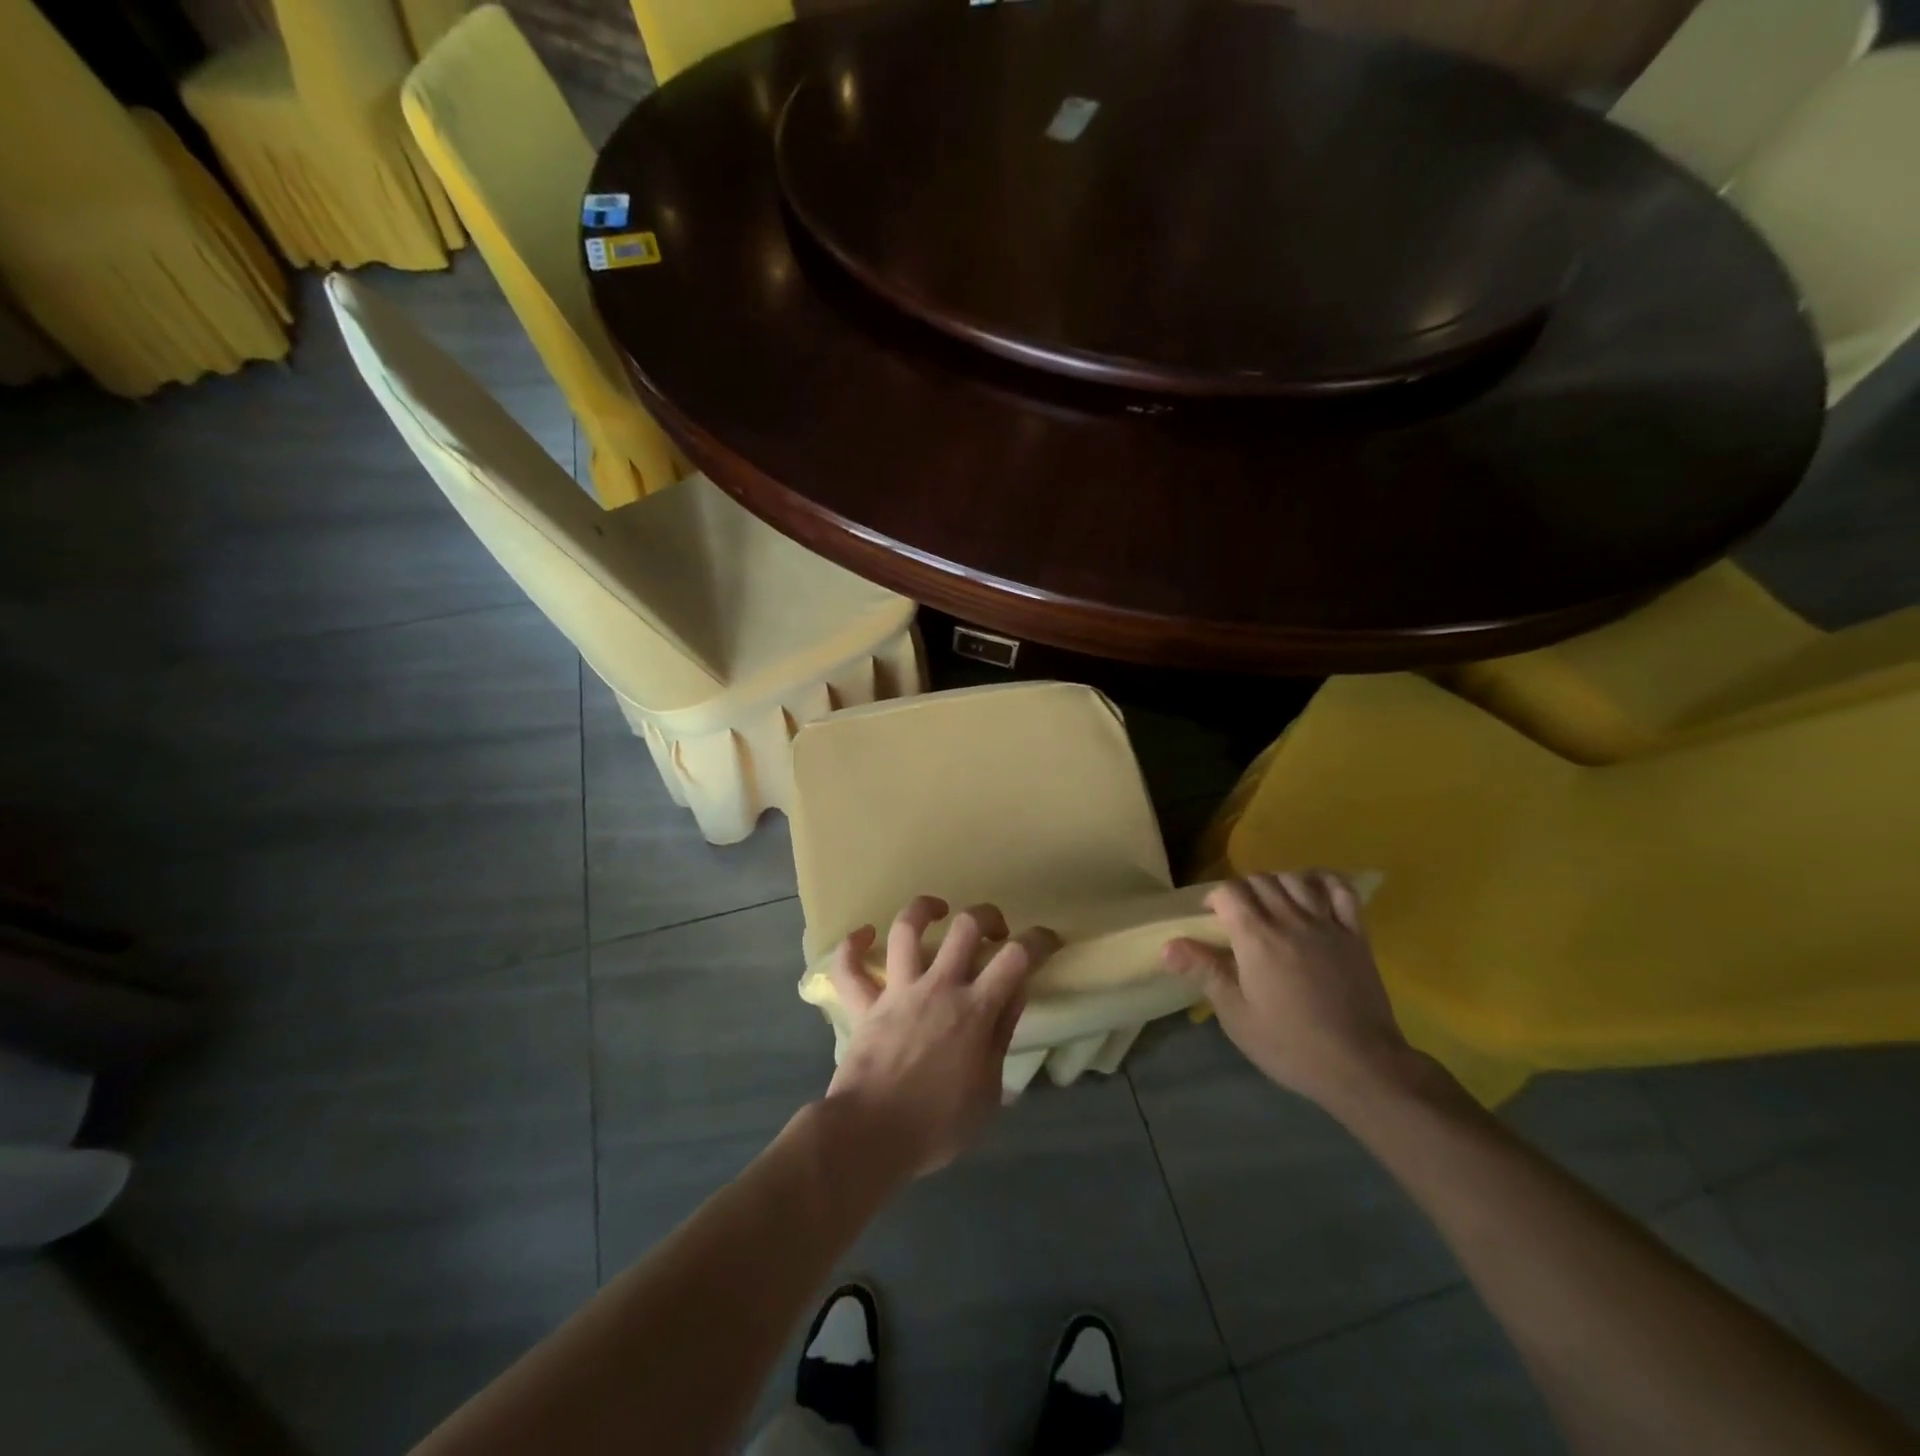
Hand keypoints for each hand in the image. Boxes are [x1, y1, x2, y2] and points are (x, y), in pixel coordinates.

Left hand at [825, 896, 1059, 1177]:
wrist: (871, 1136)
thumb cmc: (937, 1125)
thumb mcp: (988, 1092)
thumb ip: (1001, 1037)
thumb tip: (1014, 995)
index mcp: (975, 1010)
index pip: (1016, 958)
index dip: (1037, 940)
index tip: (1046, 940)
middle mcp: (938, 988)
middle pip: (965, 927)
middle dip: (985, 916)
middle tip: (993, 930)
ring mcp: (897, 992)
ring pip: (906, 930)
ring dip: (922, 910)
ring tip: (936, 909)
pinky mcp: (864, 1005)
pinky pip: (849, 969)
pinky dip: (851, 947)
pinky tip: (861, 935)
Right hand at [1163, 872, 1430, 1113]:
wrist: (1360, 1065)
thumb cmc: (1290, 1044)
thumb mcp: (1236, 1015)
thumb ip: (1204, 971)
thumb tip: (1168, 946)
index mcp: (1256, 938)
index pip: (1229, 892)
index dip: (1215, 898)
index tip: (1210, 918)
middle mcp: (1290, 919)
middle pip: (1260, 880)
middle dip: (1243, 890)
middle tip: (1238, 915)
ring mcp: (1327, 924)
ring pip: (1296, 879)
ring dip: (1277, 883)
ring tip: (1271, 904)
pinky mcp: (1356, 935)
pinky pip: (1342, 891)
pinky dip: (1324, 881)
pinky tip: (1314, 890)